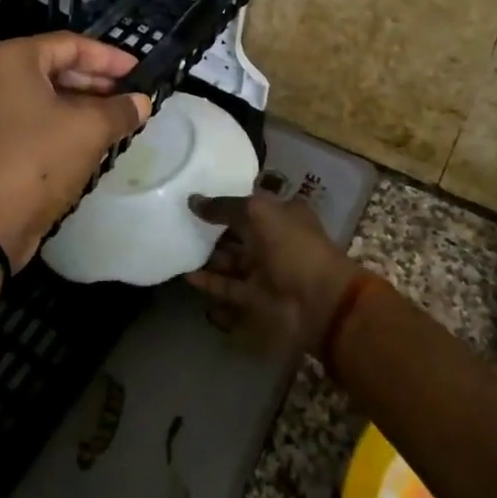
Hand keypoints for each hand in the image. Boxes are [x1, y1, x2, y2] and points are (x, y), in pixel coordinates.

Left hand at [0, 33, 149, 268]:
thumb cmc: (35, 161)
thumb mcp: (88, 131)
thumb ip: (120, 111)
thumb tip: (142, 102)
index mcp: (10, 59)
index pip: (69, 44)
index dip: (109, 57)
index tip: (138, 71)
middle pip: (53, 67)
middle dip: (95, 82)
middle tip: (129, 96)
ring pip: (41, 96)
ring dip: (79, 105)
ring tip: (115, 119)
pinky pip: (27, 120)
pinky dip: (58, 124)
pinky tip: (87, 141)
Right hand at [185, 192, 362, 356]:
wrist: (318, 302)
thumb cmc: (292, 246)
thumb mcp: (258, 213)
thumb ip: (224, 207)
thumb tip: (192, 200)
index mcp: (283, 214)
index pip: (250, 203)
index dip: (226, 199)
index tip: (196, 195)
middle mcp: (274, 240)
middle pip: (238, 232)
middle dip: (213, 229)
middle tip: (180, 221)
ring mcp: (265, 270)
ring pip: (232, 260)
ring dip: (208, 256)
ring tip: (179, 246)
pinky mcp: (256, 297)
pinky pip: (228, 287)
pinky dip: (209, 282)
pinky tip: (186, 275)